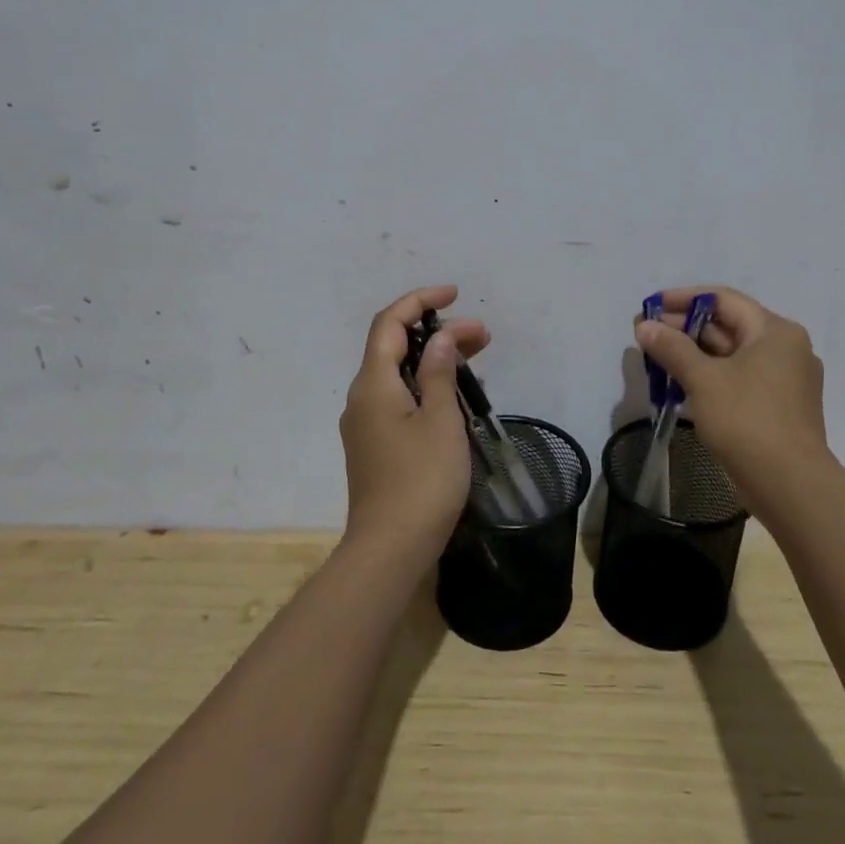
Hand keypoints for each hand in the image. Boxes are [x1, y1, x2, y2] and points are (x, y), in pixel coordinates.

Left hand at [339, 286, 488, 561]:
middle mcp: (362, 398)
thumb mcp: (440, 419)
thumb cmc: (421, 479)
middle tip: (482, 335)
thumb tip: (439, 336)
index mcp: (373, 383)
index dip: (419, 300)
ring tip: (477, 361)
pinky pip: (400, 400)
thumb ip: (438, 371)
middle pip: (395, 347)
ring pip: (400, 375)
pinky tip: (457, 397)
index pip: (389, 323)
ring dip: (435, 361)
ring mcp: (366, 424)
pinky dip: (427, 387)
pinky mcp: (375, 446)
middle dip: (437, 332)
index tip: (455, 294)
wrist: (390, 549)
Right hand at [634, 286, 833, 519]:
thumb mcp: (703, 379)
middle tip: (646, 335)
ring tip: (657, 359)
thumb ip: (672, 348)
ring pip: (733, 355)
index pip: (723, 299)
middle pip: (728, 326)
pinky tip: (681, 386)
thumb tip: (645, 326)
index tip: (650, 307)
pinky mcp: (780, 406)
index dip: (683, 299)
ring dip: (695, 354)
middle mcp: (786, 348)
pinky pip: (740, 379)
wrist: (790, 485)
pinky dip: (712, 377)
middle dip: (685, 329)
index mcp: (775, 331)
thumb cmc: (747, 420)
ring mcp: (786, 379)